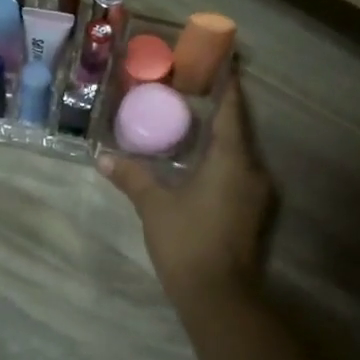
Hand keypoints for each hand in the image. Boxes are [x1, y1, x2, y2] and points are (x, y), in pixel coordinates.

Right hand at [99, 68, 276, 313]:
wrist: (220, 298)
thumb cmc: (188, 242)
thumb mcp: (155, 206)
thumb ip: (132, 177)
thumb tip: (102, 157)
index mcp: (232, 159)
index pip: (232, 110)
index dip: (228, 84)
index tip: (223, 61)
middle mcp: (253, 170)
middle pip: (238, 128)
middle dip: (219, 107)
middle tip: (194, 88)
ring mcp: (257, 193)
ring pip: (239, 152)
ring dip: (220, 135)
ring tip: (193, 119)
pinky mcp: (253, 212)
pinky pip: (238, 171)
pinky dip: (221, 158)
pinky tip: (199, 160)